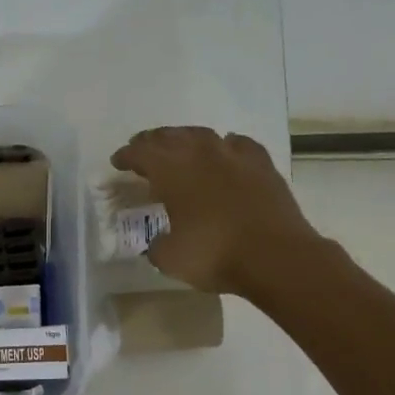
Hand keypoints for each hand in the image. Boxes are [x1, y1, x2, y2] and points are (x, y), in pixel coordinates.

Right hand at [110, 127, 325, 298]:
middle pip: (169, 137)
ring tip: (178, 146)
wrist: (277, 256)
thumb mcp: (170, 259)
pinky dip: (225, 145)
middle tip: (141, 148)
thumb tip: (158, 242)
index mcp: (172, 172)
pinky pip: (238, 144)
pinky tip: (225, 150)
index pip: (141, 154)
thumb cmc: (216, 255)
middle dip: (151, 141)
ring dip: (185, 138)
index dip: (126, 156)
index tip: (117, 162)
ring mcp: (234, 156)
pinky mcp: (262, 165)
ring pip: (202, 134)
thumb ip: (157, 246)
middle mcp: (201, 155)